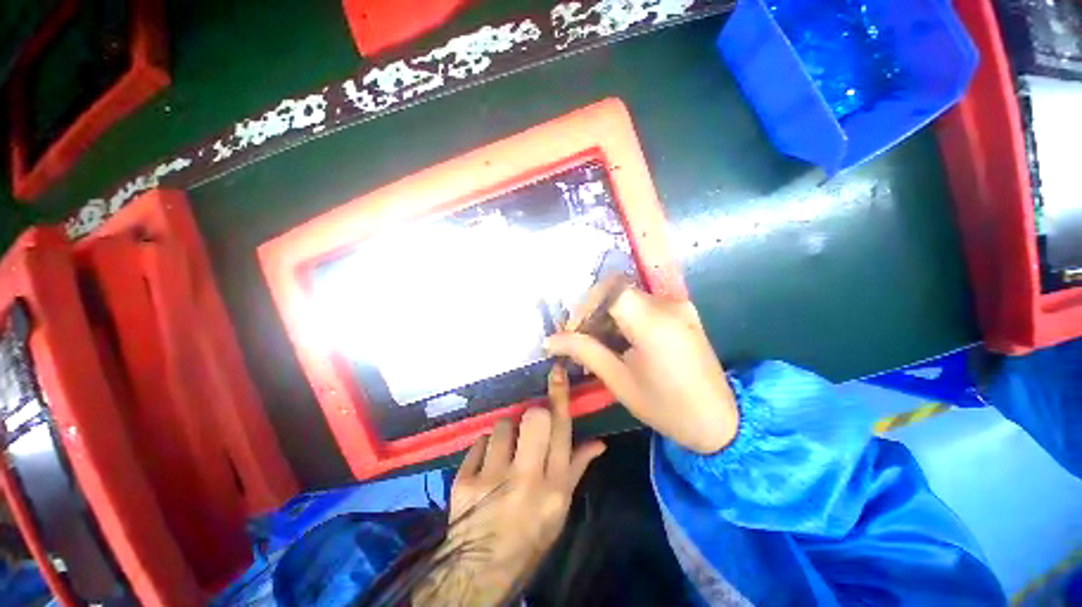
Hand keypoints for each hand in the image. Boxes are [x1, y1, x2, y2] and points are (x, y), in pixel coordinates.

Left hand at [414, 365, 604, 604]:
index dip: (559, 396)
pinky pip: (479, 442)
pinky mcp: (464, 480)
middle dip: (532, 415)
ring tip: (504, 454)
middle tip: (528, 429)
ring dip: (505, 434)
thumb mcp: (560, 509)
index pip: (561, 429)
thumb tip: (598, 442)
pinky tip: (486, 466)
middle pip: (533, 418)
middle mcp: (526, 478)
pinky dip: (484, 448)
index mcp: (554, 486)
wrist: (480, 569)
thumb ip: (576, 469)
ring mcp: (492, 479)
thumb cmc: (529, 537)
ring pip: (502, 426)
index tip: (557, 371)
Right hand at [546, 286, 737, 453]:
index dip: (585, 305)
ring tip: (598, 343)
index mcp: (653, 323)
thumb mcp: (619, 381)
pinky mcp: (684, 312)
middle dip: (593, 312)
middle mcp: (669, 305)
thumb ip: (584, 351)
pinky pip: (645, 304)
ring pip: (629, 297)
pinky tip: (620, 340)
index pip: (609, 291)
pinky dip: (625, 317)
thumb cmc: (666, 407)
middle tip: (580, 339)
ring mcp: (680, 306)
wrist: (720, 421)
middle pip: (617, 292)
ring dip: (608, 315)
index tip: (573, 330)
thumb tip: (550, 340)